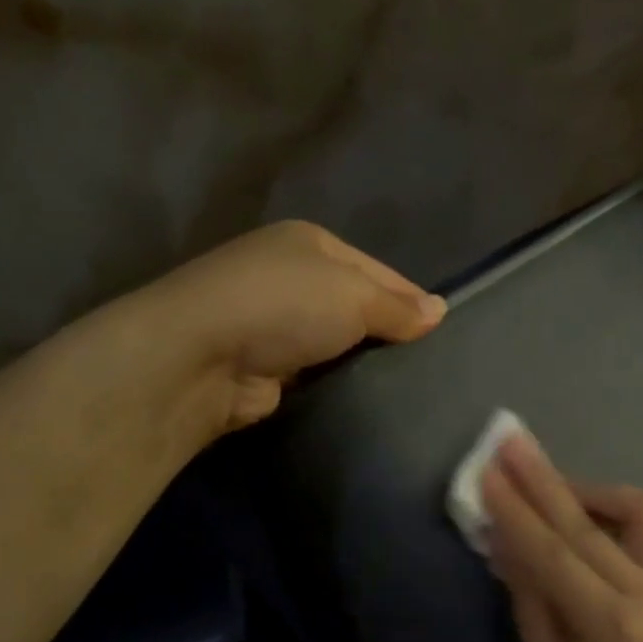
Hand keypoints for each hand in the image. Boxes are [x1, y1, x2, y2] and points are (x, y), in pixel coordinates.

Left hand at [134, 220, 445, 441]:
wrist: (197, 358)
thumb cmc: (283, 306)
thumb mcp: (354, 295)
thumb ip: (399, 307)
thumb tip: (440, 311)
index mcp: (311, 243)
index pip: (380, 270)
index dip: (412, 299)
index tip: (445, 332)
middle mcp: (291, 276)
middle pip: (359, 305)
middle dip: (390, 332)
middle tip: (432, 365)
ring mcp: (275, 322)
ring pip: (340, 341)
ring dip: (365, 361)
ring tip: (409, 385)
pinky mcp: (267, 365)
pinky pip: (320, 371)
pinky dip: (340, 382)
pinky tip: (369, 398)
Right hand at [481, 432, 642, 641]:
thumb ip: (528, 597)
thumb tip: (504, 539)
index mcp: (609, 624)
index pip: (552, 550)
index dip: (514, 507)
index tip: (487, 467)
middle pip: (587, 523)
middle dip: (544, 479)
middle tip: (513, 441)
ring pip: (637, 513)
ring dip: (591, 490)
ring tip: (550, 484)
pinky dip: (618, 514)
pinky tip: (587, 516)